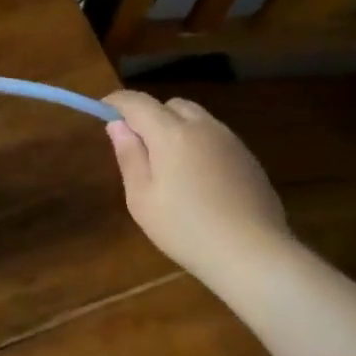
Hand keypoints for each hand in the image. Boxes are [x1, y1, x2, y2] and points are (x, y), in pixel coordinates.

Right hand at [103, 90, 291, 286]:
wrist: (252, 253)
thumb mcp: (142, 198)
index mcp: (172, 134)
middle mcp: (203, 127)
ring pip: (197, 119)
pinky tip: (198, 180)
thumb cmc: (185, 228)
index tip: (102, 111)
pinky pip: (216, 137)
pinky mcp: (248, 158)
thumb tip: (117, 125)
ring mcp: (231, 141)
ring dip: (176, 128)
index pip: (138, 102)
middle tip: (137, 145)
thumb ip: (129, 156)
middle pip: (171, 105)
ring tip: (168, 165)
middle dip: (150, 115)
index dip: (117, 102)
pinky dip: (198, 144)